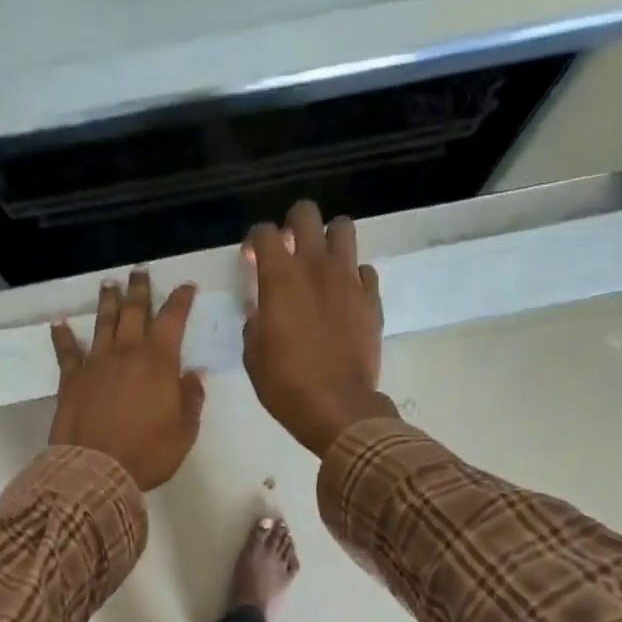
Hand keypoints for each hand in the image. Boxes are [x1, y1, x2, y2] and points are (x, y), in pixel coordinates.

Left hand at [49, 271, 205, 490]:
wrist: (97, 469)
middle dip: (139, 290)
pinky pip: (67, 352)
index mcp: (158, 362)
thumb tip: (192, 376)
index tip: (187, 287)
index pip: (172, 320)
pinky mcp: (71, 380)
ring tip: (108, 284)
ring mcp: (96, 364)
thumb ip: (190, 400)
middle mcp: (126, 353)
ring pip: (103, 324)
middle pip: (134, 312)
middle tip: (139, 272)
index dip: (180, 301)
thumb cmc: (148, 453)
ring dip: (107, 302)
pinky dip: (63, 336)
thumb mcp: (184, 432)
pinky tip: (59, 323)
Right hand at [242, 200, 400, 456]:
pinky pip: (364, 270)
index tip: (250, 259)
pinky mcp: (372, 299)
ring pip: (343, 228)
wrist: (336, 407)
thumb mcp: (254, 356)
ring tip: (320, 262)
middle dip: (293, 224)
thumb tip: (260, 310)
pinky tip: (343, 295)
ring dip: (328, 239)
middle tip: (288, 248)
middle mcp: (316, 267)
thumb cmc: (285, 384)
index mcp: (280, 278)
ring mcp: (348, 280)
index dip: (254, 241)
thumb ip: (255, 323)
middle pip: (306, 214)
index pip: (264, 233)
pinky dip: (352, 275)